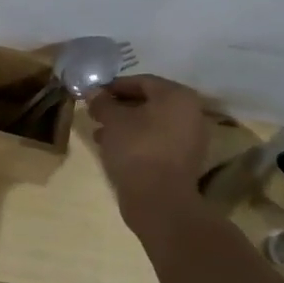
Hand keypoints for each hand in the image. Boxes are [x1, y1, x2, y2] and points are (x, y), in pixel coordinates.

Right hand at [86, 74, 210, 217]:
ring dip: (125, 125)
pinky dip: (136, 141)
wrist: (159, 201)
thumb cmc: (137, 149)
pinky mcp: (183, 161)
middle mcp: (190, 113)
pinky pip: (156, 141)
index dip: (115, 86)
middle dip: (119, 107)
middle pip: (149, 102)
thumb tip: (94, 92)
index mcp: (177, 96)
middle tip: (96, 113)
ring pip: (151, 124)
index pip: (142, 81)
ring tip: (99, 133)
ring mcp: (189, 138)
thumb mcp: (113, 121)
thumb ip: (103, 102)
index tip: (94, 94)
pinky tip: (113, 148)